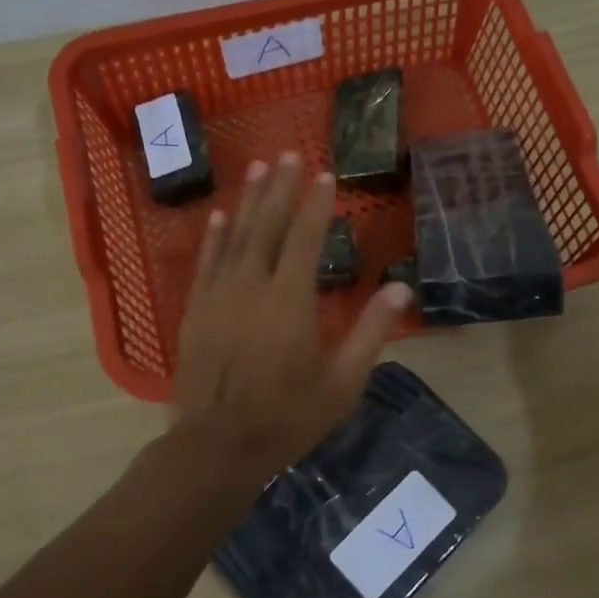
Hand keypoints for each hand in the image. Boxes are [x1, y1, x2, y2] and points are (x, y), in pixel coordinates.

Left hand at [171, 153, 411, 480]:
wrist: (218, 444)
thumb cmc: (288, 415)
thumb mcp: (343, 381)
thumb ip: (372, 330)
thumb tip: (402, 287)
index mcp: (291, 298)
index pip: (307, 237)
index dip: (317, 204)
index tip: (325, 174)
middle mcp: (253, 284)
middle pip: (269, 225)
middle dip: (281, 187)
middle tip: (289, 153)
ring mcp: (219, 295)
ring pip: (236, 236)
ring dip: (249, 200)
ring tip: (259, 167)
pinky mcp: (196, 310)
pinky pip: (207, 262)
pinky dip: (215, 236)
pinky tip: (220, 215)